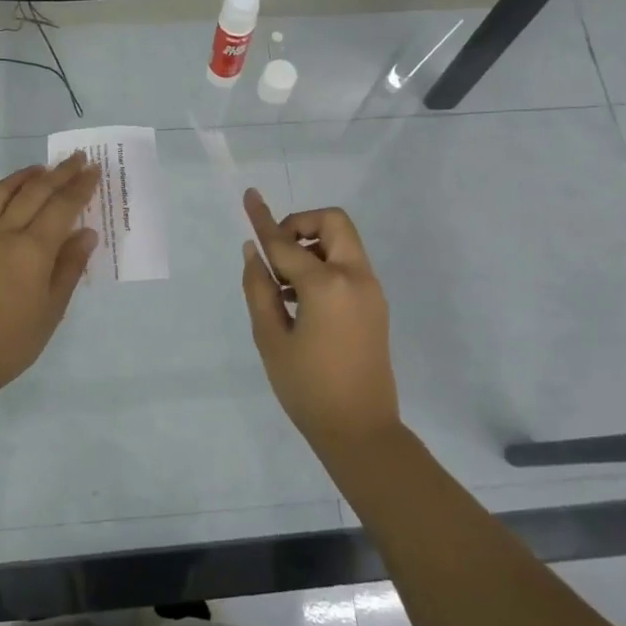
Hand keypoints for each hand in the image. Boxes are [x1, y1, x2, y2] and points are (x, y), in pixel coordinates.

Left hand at [0, 152, 100, 399]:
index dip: (80, 186)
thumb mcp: (53, 309)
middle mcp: (3, 234)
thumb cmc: (13, 341)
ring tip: (37, 170)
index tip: (93, 169)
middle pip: (33, 192)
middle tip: (75, 158)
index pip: (62, 207)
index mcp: (32, 249)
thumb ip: (69, 267)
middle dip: (58, 173)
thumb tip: (86, 234)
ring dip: (20, 177)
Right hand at [240, 189, 400, 452]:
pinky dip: (325, 265)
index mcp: (327, 285)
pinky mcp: (376, 304)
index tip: (249, 195)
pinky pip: (349, 265)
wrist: (361, 430)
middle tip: (276, 252)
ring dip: (313, 245)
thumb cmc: (307, 388)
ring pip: (343, 242)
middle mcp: (355, 277)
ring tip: (284, 285)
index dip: (263, 219)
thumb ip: (259, 289)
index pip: (286, 243)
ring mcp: (371, 290)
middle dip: (301, 224)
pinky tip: (300, 299)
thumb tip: (253, 251)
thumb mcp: (271, 339)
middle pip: (332, 222)